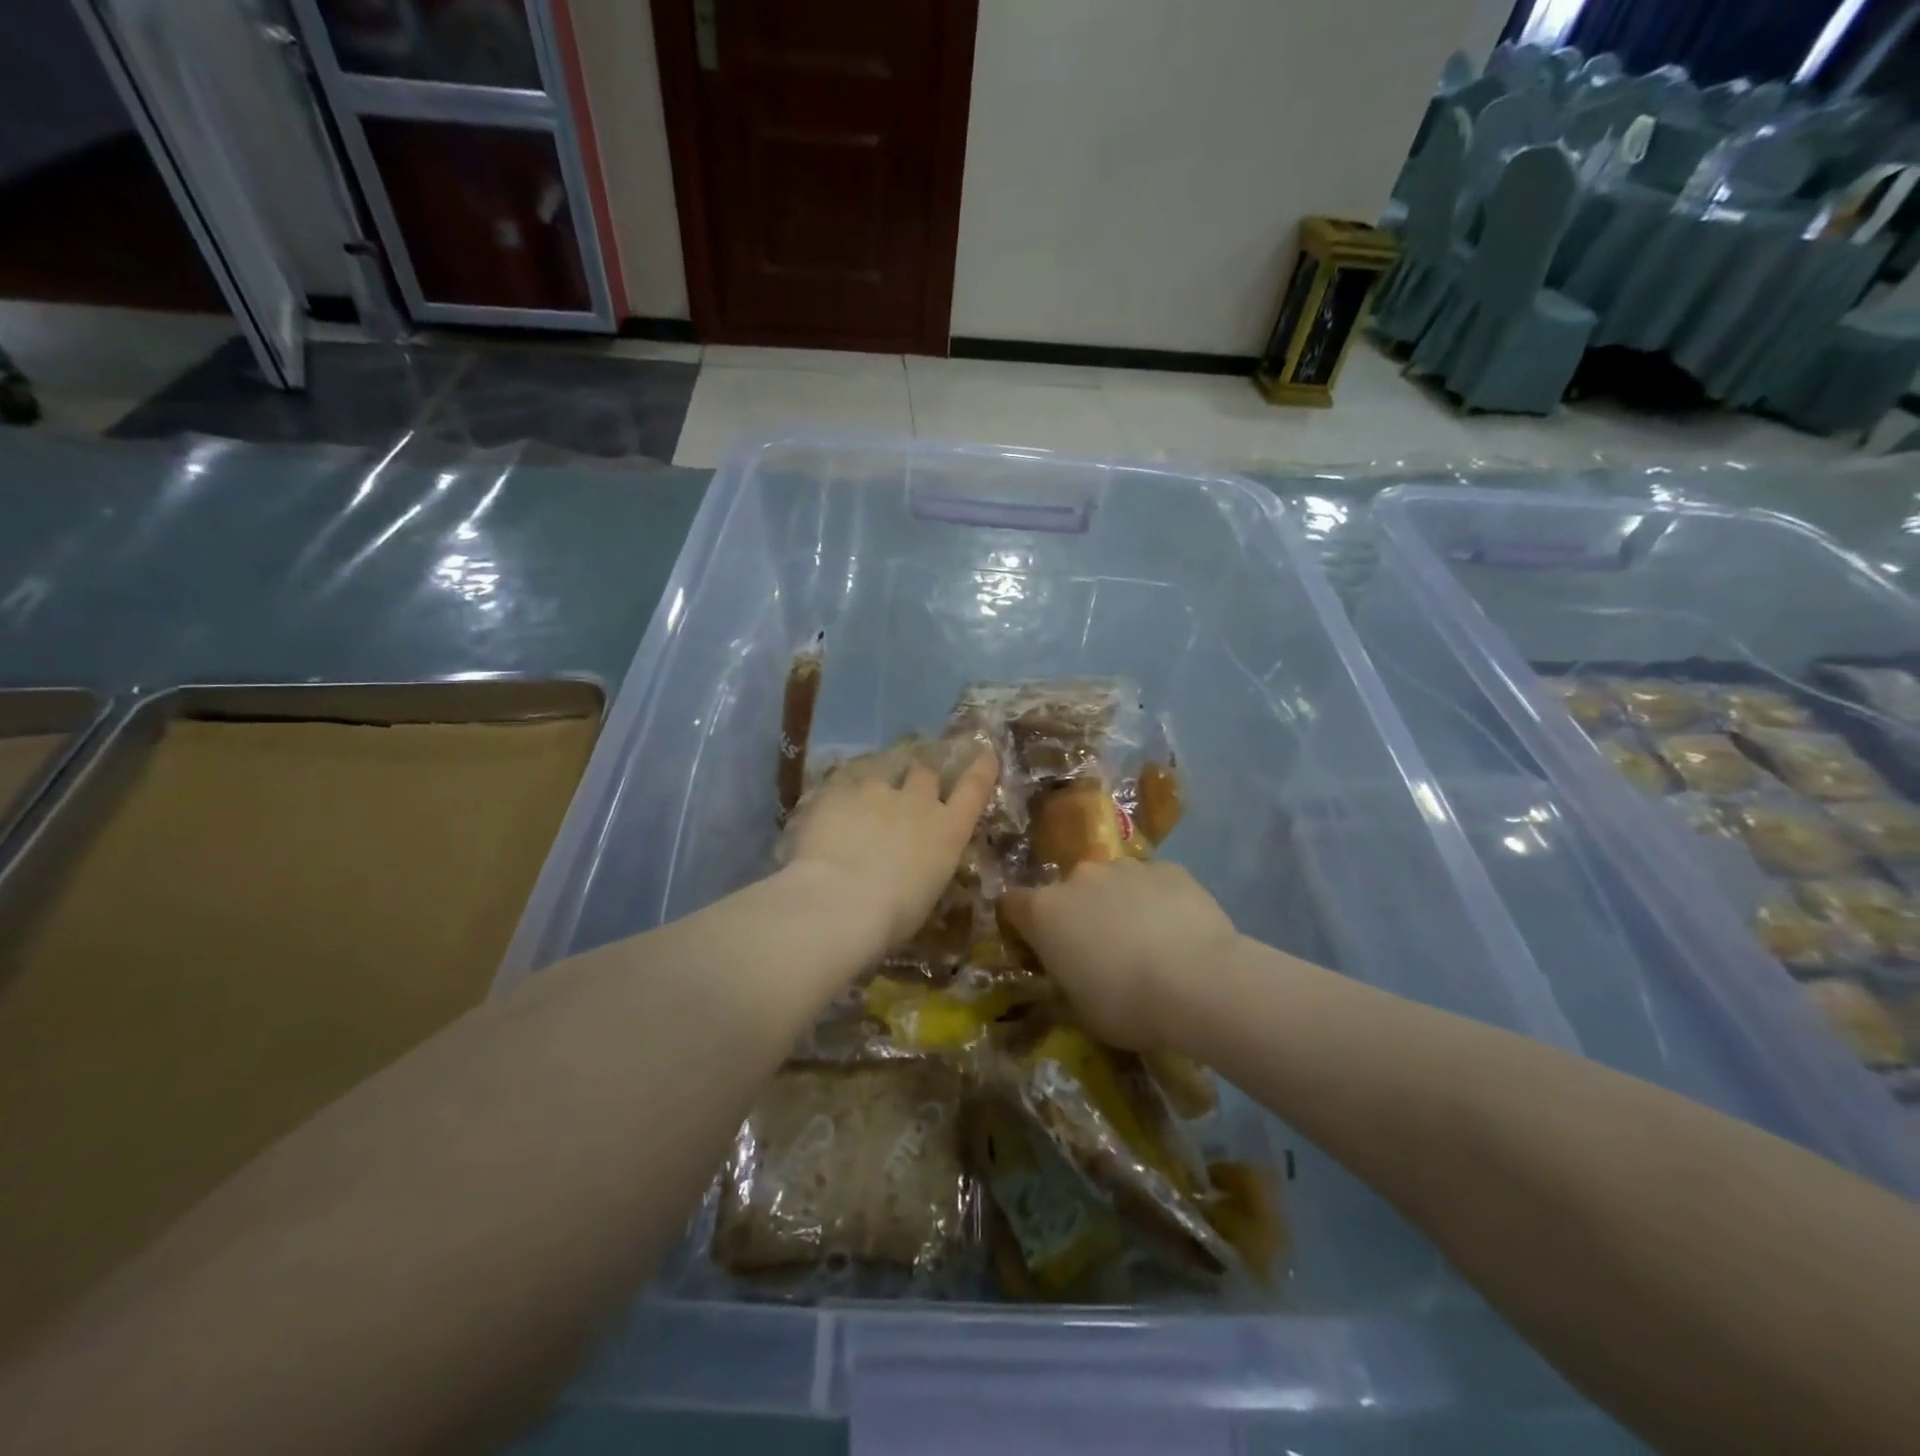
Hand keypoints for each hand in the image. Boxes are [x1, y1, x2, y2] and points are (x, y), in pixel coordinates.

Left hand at [783, 746, 998, 947]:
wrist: (839, 902)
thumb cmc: (892, 917)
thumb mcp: (926, 893)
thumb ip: (926, 866)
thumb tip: (917, 865)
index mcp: (948, 831)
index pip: (974, 788)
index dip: (981, 769)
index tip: (986, 754)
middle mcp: (918, 801)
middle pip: (924, 772)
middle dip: (919, 777)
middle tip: (908, 786)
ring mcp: (877, 790)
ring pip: (881, 772)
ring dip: (877, 784)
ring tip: (861, 801)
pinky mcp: (839, 789)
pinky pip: (843, 781)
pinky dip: (841, 792)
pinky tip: (828, 808)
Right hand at [1002, 858, 1237, 1050]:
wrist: (1199, 981)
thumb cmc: (1126, 1004)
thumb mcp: (1079, 1011)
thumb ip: (1064, 983)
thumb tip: (1066, 976)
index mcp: (1045, 912)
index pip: (1011, 904)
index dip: (1021, 925)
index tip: (1036, 948)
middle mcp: (1079, 878)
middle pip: (1066, 891)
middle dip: (1077, 914)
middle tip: (1100, 951)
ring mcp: (1125, 868)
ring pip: (1112, 883)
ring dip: (1118, 904)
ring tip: (1146, 943)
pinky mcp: (1168, 868)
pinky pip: (1153, 883)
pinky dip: (1157, 901)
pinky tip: (1178, 933)